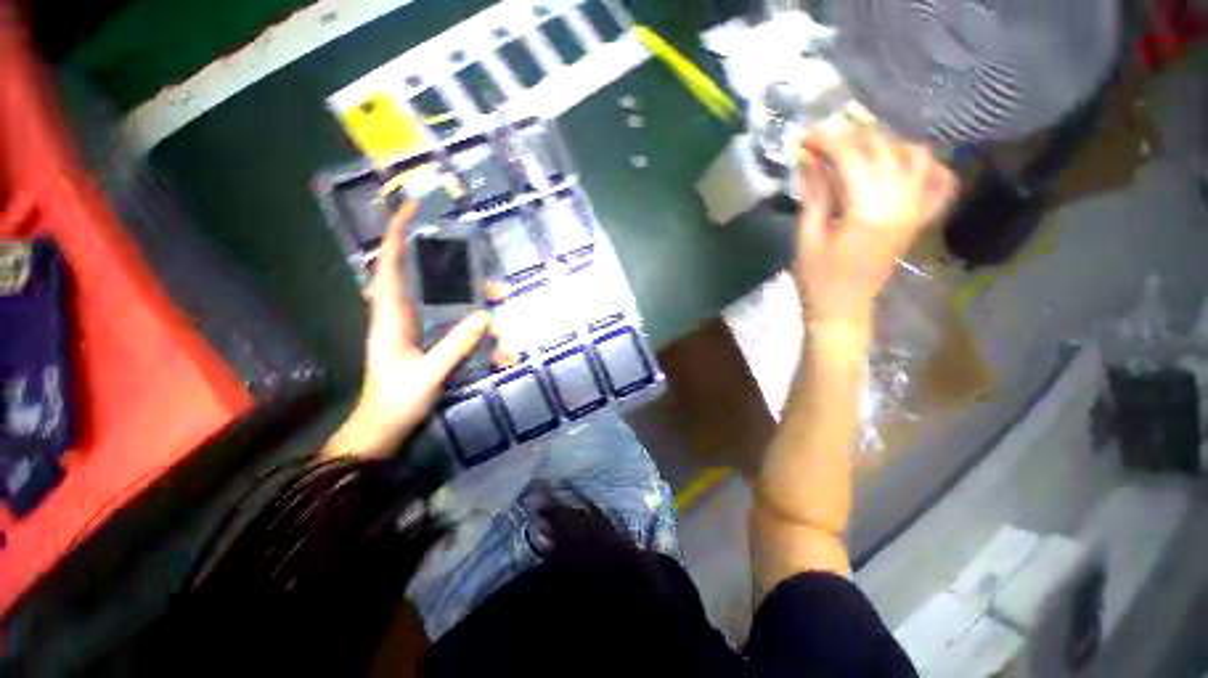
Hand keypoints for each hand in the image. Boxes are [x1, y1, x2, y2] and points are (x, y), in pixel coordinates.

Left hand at [323, 201, 491, 458]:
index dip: (397, 234)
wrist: (383, 426)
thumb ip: (456, 345)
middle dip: (460, 275)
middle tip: (495, 289)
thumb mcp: (428, 374)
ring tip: (499, 309)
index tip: (412, 208)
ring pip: (441, 299)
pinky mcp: (423, 338)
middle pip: (425, 279)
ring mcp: (412, 326)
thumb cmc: (397, 400)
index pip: (390, 265)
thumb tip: (486, 316)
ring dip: (472, 300)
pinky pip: (447, 318)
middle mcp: (399, 314)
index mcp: (389, 316)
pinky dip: (469, 319)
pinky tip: (488, 330)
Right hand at [793, 130, 955, 324]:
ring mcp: (915, 210)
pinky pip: (940, 183)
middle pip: (883, 150)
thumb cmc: (817, 278)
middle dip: (851, 137)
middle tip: (823, 141)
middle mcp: (901, 203)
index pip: (852, 157)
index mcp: (868, 210)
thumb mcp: (808, 236)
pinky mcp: (919, 219)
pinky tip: (905, 163)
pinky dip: (928, 166)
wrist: (843, 308)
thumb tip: (809, 159)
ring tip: (858, 150)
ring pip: (915, 156)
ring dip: (887, 145)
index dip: (827, 140)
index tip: (805, 135)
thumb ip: (814, 194)